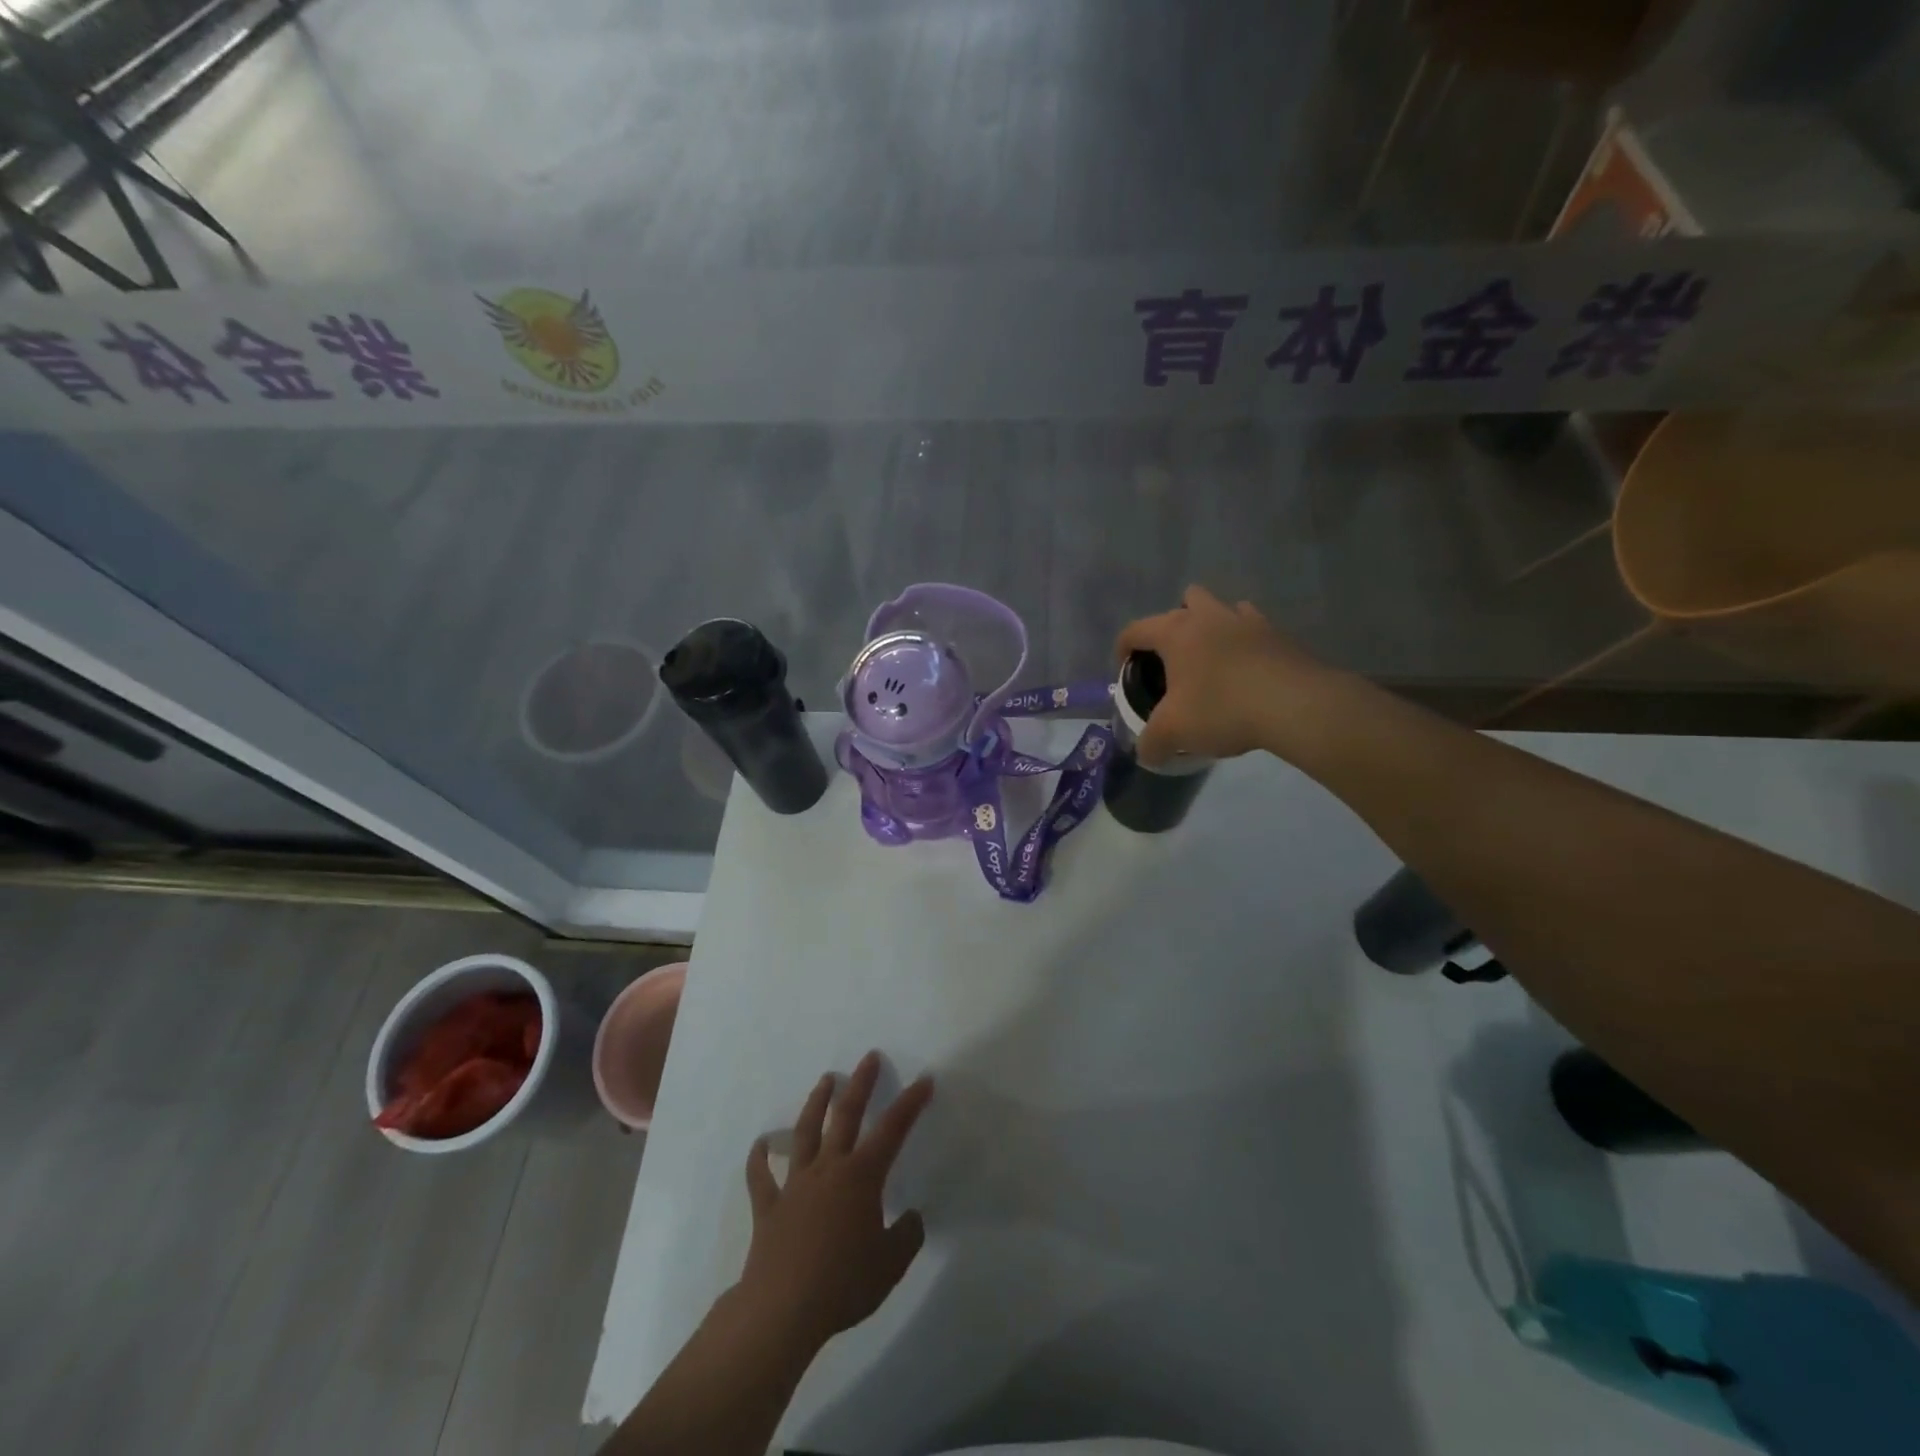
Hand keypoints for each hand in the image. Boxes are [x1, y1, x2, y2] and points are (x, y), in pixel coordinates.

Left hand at [738, 1052, 933, 1350]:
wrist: (783, 1309)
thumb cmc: (843, 1283)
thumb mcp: (890, 1265)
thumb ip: (906, 1236)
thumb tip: (911, 1217)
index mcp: (861, 1177)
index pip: (892, 1131)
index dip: (910, 1103)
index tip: (924, 1080)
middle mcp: (829, 1169)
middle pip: (847, 1116)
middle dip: (860, 1084)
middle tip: (868, 1057)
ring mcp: (795, 1185)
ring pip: (806, 1133)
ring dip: (816, 1104)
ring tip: (825, 1080)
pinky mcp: (769, 1207)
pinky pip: (762, 1177)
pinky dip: (760, 1159)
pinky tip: (760, 1144)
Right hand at [1115, 585, 1338, 766]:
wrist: (1295, 705)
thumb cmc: (1222, 708)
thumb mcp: (1173, 732)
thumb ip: (1151, 743)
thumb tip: (1145, 754)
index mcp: (1176, 631)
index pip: (1135, 629)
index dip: (1123, 648)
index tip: (1125, 670)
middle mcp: (1210, 616)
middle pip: (1186, 600)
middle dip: (1176, 623)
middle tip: (1174, 659)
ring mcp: (1249, 621)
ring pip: (1224, 609)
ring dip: (1214, 627)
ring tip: (1213, 661)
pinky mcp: (1280, 636)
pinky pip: (1255, 629)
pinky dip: (1246, 643)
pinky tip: (1247, 670)